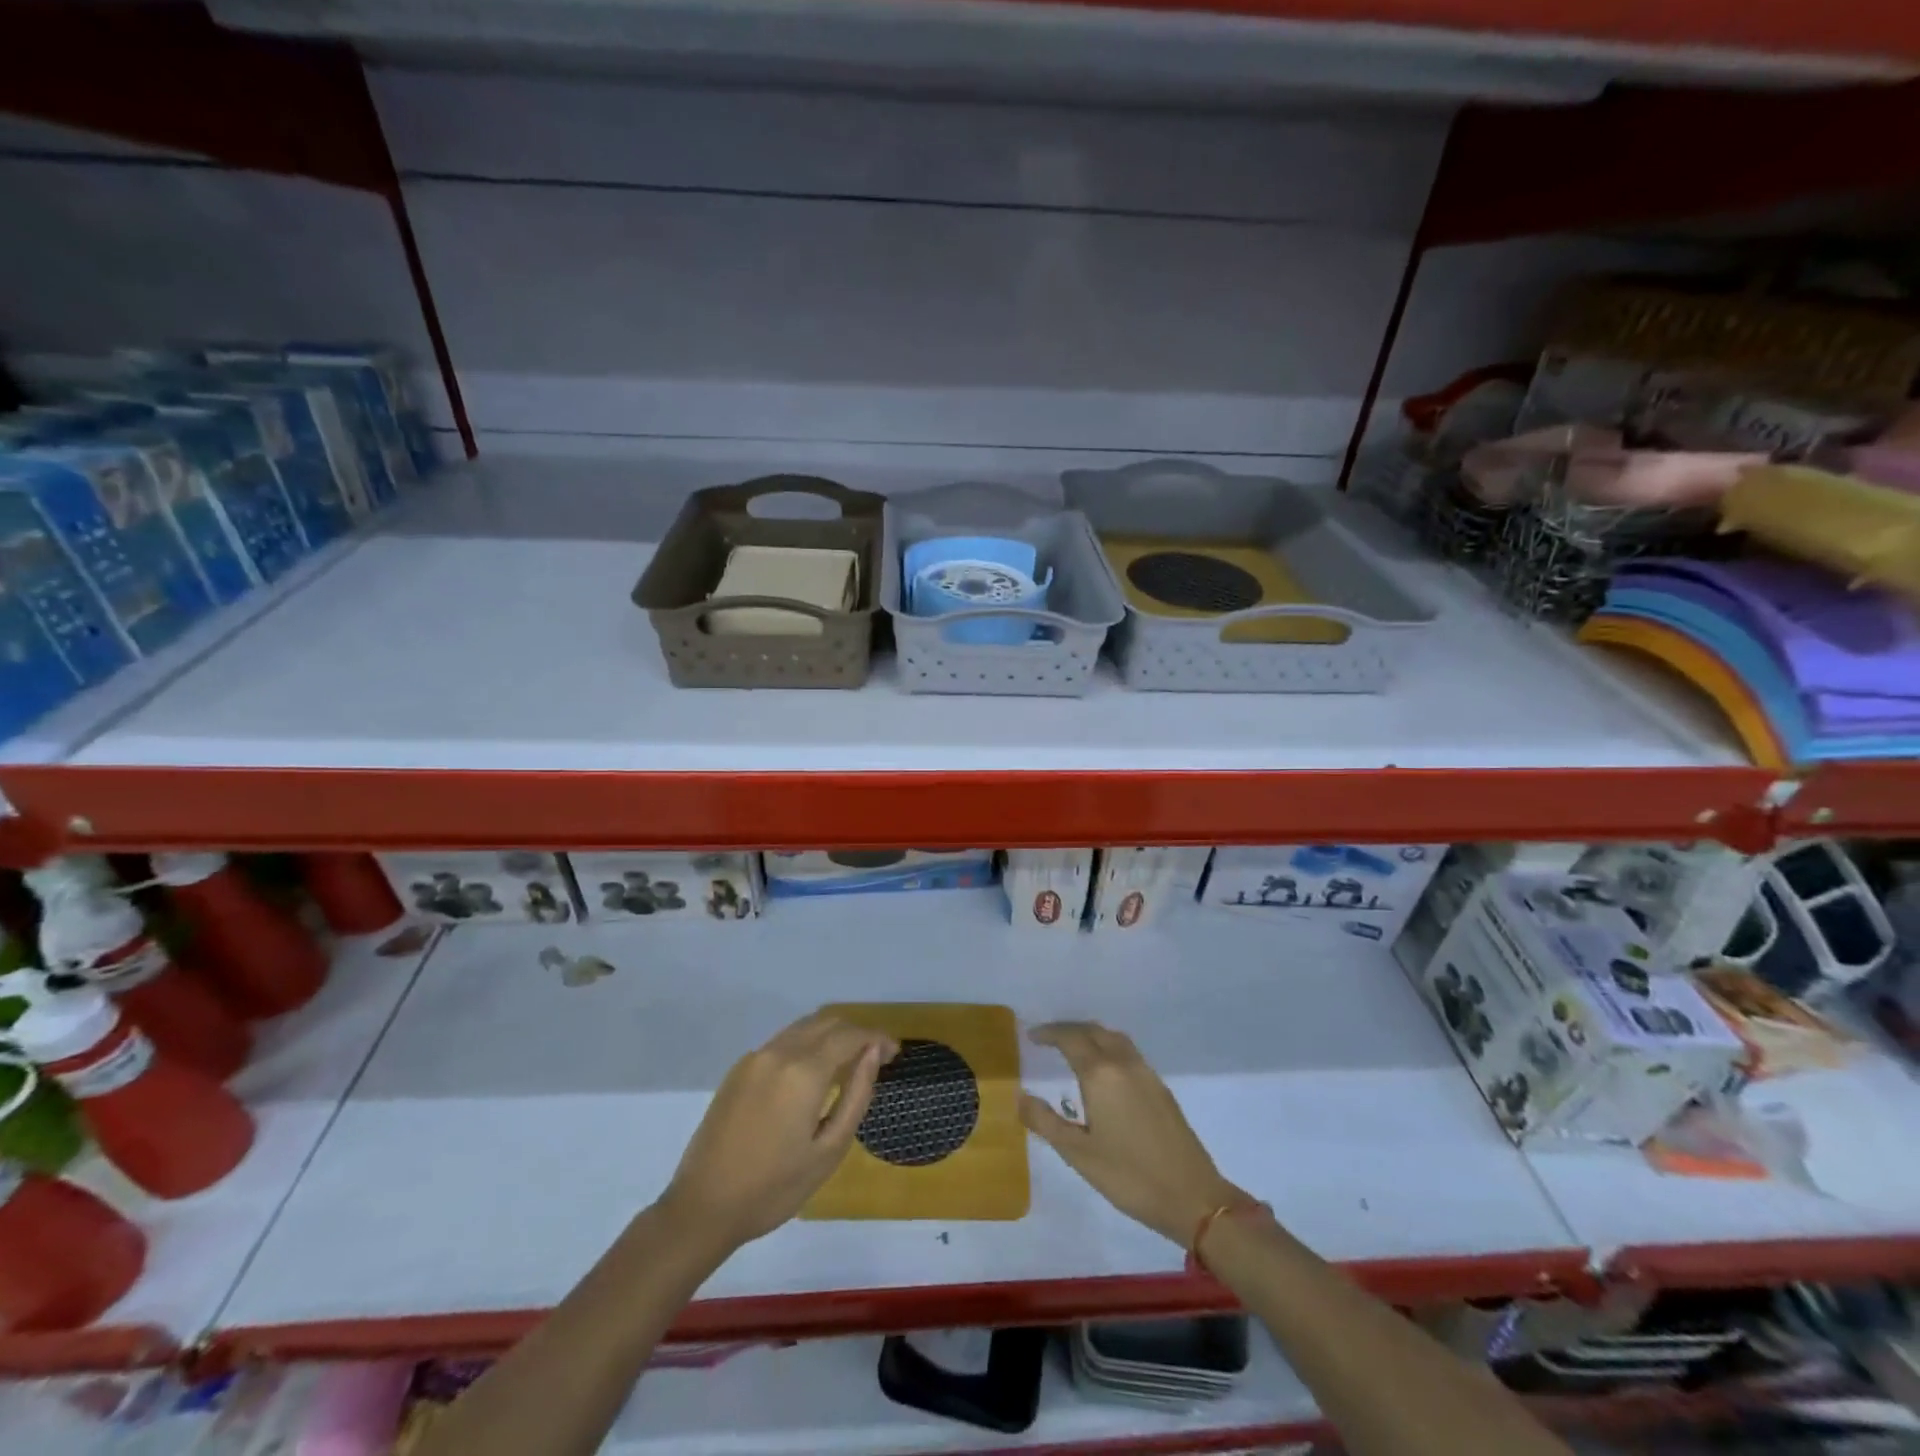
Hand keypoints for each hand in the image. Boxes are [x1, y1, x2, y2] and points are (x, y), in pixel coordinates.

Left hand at [660, 1011, 897, 1252]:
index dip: (877, 1038)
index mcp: (803, 1071)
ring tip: (849, 1062)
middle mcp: (779, 1052)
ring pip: (804, 1028)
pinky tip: (813, 1074)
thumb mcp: (829, 1149)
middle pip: (827, 1022)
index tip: (895, 1053)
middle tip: (877, 1057)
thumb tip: (874, 1053)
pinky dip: (807, 1045)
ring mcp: (755, 1058)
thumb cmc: (774, 1188)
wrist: (703, 1207)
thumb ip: (857, 1094)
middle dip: (856, 1033)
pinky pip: (783, 1042)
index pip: (851, 1035)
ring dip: (831, 1035)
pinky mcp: (739, 1070)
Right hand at [1021, 1021, 1246, 1247]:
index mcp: (1101, 1074)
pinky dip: (1109, 1047)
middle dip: (1068, 1030)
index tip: (1032, 1036)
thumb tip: (1020, 1096)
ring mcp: (1146, 1073)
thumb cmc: (1129, 1176)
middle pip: (1093, 1031)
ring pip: (1114, 1038)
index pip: (1070, 1038)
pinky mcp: (1161, 1087)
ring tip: (1073, 1049)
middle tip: (1048, 1039)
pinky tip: (1104, 1071)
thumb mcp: (1079, 1154)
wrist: (1193, 1196)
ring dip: (1091, 1035)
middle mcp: (1124, 1063)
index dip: (1049, 1033)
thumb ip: (1046, 1122)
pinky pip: (1128, 1051)